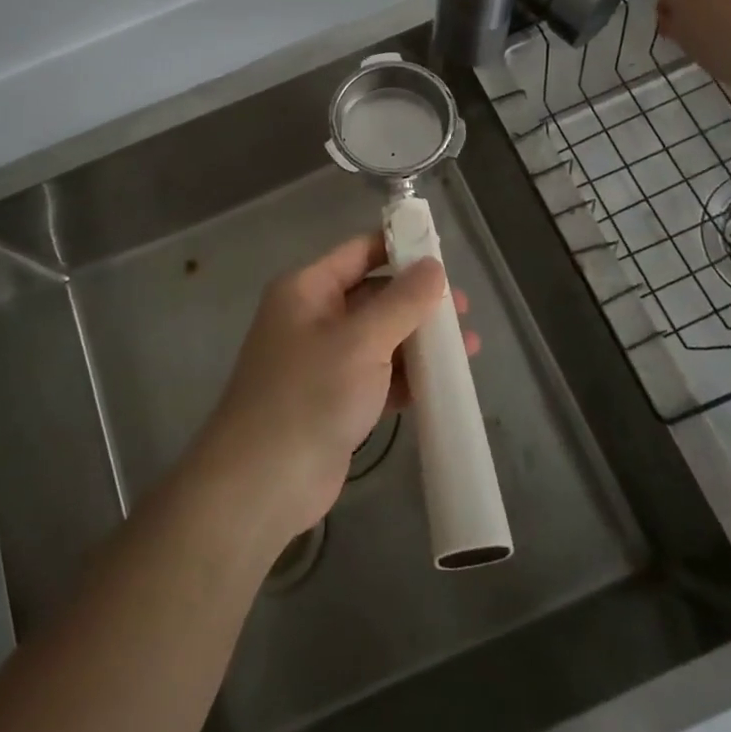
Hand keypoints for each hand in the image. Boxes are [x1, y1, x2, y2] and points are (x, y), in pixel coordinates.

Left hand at [191, 234, 472, 557]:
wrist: (262, 483)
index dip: (400, 248)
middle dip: (418, 302)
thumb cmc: (309, 395)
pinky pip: (379, 376)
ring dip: (419, 342)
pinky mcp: (336, 400)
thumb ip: (402, 302)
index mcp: (307, 289)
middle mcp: (313, 317)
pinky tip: (445, 384)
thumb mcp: (361, 341)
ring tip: (467, 348)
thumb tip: (433, 266)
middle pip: (374, 296)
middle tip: (463, 311)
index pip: (359, 252)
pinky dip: (408, 377)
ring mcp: (324, 361)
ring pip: (380, 338)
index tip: (444, 256)